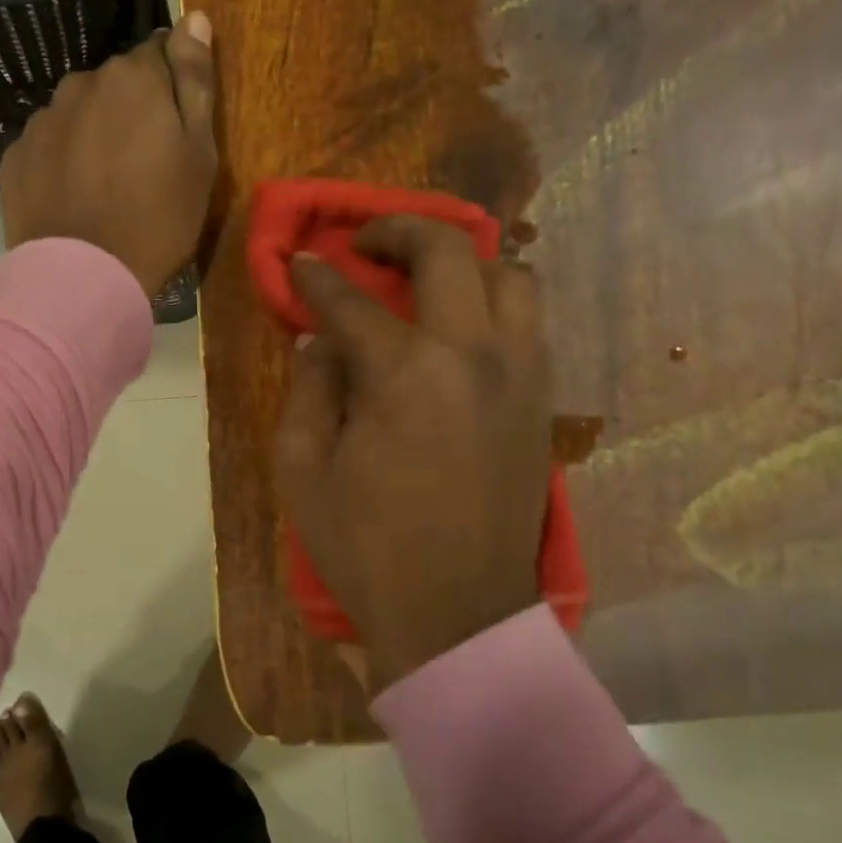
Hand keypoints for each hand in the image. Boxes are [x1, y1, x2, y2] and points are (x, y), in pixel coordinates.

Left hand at [0, 13, 217, 295]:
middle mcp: (80, 84)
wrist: (85, 277)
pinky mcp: (14, 158)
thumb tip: (194, 16)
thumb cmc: (158, 218)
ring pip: (79, 115)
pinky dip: (62, 162)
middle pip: (116, 86)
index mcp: (132, 77)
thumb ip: (195, 81)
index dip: (171, 92)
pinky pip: (48, 147)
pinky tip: (74, 199)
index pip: (159, 55)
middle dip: (130, 112)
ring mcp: (41, 120)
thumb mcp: (199, 154)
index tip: (176, 132)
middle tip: (144, 169)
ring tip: (105, 188)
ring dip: (94, 135)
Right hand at [273, 216, 553, 692]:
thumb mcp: (302, 469)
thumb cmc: (366, 546)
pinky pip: (528, 322)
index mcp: (404, 373)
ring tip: (426, 280)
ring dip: (462, 262)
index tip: (300, 262)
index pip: (350, 300)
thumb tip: (320, 342)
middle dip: (397, 230)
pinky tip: (461, 328)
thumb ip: (307, 389)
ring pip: (510, 275)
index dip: (316, 277)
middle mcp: (472, 354)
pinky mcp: (541, 401)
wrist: (456, 612)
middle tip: (366, 244)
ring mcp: (519, 374)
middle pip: (446, 252)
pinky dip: (494, 304)